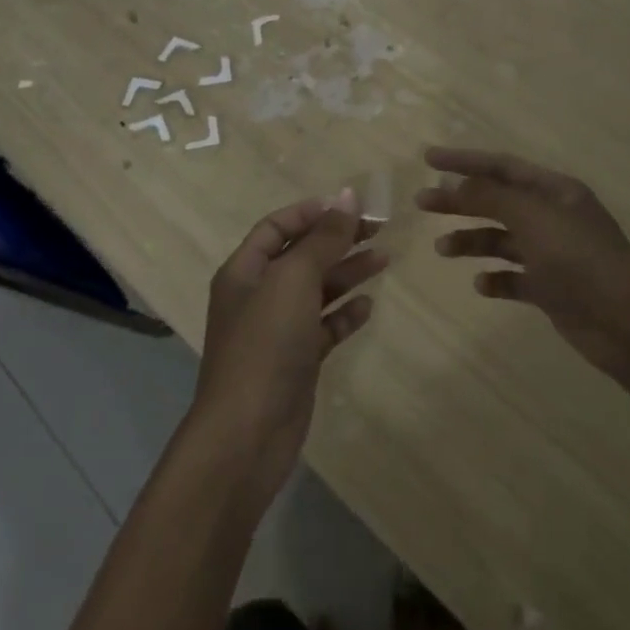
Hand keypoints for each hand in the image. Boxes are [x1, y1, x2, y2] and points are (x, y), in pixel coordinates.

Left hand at [191, 189, 386, 499]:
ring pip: (316, 290)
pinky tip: (368, 305)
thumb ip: (322, 238)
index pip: (277, 227)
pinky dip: (344, 313)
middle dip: (337, 240)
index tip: (351, 207)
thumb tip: (347, 195)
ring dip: (347, 272)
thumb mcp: (293, 280)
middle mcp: (258, 295)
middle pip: (301, 255)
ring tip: (384, 258)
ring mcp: (277, 330)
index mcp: (245, 270)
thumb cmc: (265, 344)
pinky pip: (323, 327)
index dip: (312, 213)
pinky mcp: (296, 361)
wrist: (247, 434)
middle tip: (379, 229)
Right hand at [415, 147, 629, 387]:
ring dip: (471, 241)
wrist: (627, 323)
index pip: (502, 166)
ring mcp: (553, 254)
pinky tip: (481, 285)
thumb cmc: (580, 259)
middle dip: (460, 201)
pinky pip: (514, 278)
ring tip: (442, 249)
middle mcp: (553, 217)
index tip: (428, 159)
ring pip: (502, 240)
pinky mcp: (551, 289)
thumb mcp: (532, 218)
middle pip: (497, 201)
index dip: (465, 161)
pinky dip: (495, 279)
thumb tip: (454, 183)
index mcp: (555, 191)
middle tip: (422, 203)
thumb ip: (490, 198)